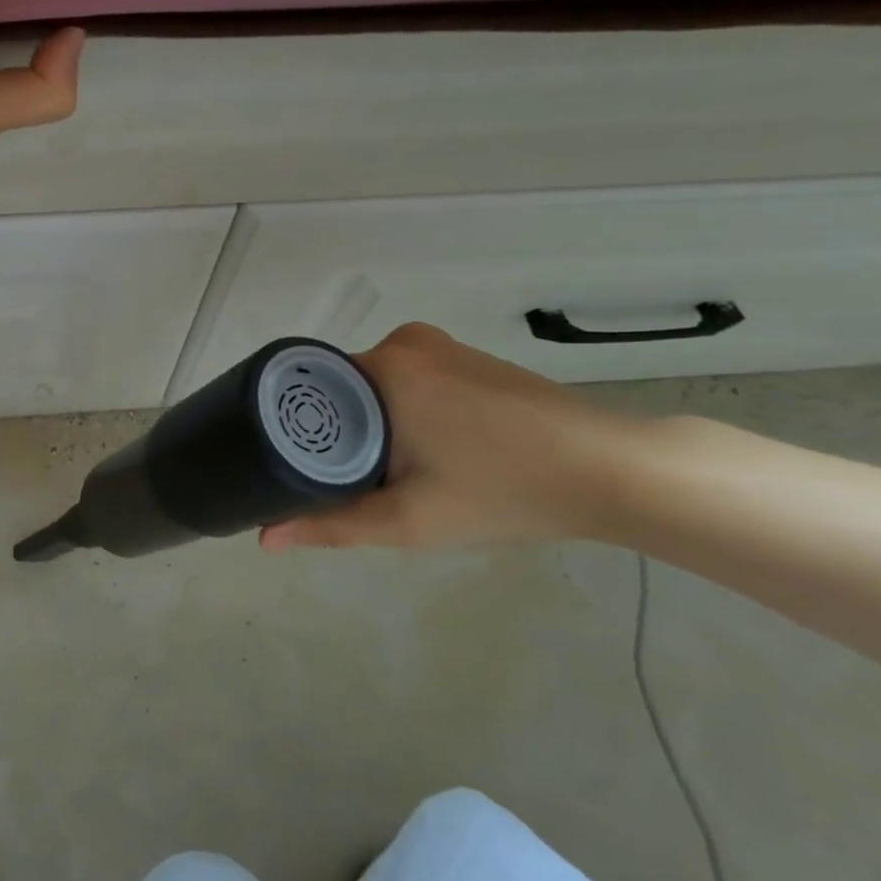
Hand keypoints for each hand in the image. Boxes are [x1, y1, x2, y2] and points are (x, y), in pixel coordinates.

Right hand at [261, 324, 644, 551]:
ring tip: (384, 473)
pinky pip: (409, 381)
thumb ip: (332, 525)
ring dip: (373, 423)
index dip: (298, 429)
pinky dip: (403, 412)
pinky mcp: (468, 357)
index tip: (295, 466)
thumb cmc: (504, 491)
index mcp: (383, 366)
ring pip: (376, 387)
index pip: (309, 388)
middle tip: (345, 482)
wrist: (615, 472)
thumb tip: (264, 538)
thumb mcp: (409, 519)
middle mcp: (404, 342)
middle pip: (342, 388)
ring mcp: (441, 346)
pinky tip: (428, 452)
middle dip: (338, 432)